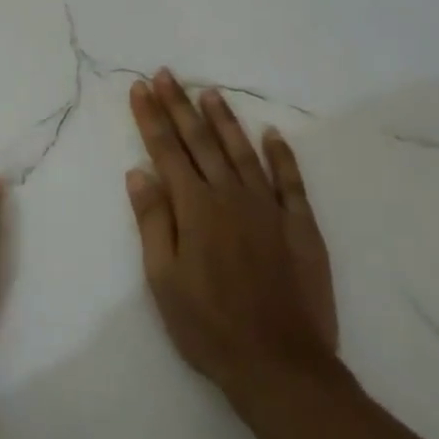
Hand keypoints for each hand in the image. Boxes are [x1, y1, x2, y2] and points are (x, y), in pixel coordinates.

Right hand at [126, 70, 338, 398]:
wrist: (278, 363)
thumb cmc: (207, 325)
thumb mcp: (163, 278)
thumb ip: (153, 221)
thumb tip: (139, 172)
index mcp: (195, 209)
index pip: (167, 152)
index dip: (151, 118)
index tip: (140, 88)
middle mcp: (232, 197)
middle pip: (201, 142)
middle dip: (180, 106)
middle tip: (166, 75)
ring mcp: (269, 209)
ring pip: (243, 152)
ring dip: (224, 120)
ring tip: (209, 92)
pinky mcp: (300, 226)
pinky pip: (290, 181)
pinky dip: (281, 155)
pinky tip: (272, 135)